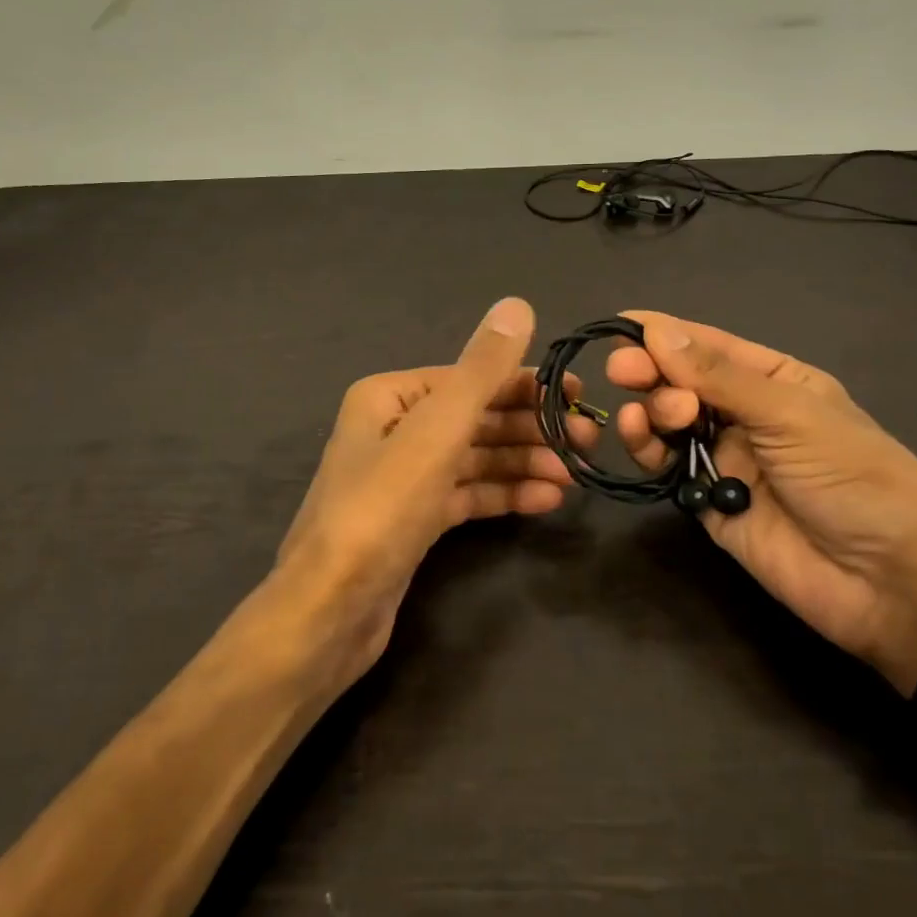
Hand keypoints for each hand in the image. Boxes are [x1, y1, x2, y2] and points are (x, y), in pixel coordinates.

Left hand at [276, 296, 595, 679]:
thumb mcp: (437, 431)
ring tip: (573, 475)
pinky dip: (505, 494)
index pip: (472, 378)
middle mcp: (396, 428)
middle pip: (477, 418)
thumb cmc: (382, 509)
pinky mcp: (414, 519)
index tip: (578, 397)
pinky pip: (468, 494)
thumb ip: (481, 369)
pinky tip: (546, 501)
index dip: (527, 384)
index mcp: (391, 396)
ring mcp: (405, 477)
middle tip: (586, 441)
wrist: (330, 612)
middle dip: (531, 427)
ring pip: (476, 458)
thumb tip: (517, 304)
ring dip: (524, 462)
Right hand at [606, 311, 916, 693]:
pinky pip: (666, 466)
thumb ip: (720, 377)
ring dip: (650, 409)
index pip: (710, 346)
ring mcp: (724, 458)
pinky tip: (640, 437)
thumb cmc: (853, 478)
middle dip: (651, 370)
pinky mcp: (707, 501)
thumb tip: (658, 331)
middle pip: (682, 381)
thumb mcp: (792, 415)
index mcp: (775, 381)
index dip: (665, 333)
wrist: (888, 583)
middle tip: (623, 370)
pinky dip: (647, 449)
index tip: (619, 323)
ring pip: (668, 421)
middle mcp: (744, 414)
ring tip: (650, 416)